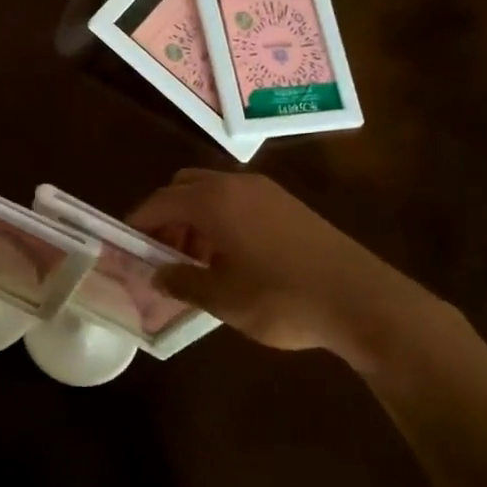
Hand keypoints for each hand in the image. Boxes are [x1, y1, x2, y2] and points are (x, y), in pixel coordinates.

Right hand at [128, 169, 441, 370]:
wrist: (361, 300)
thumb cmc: (281, 298)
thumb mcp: (222, 298)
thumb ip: (182, 282)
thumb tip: (157, 275)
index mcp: (213, 201)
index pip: (159, 202)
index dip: (138, 224)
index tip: (126, 247)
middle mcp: (236, 185)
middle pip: (184, 188)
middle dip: (167, 216)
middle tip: (164, 253)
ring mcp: (266, 192)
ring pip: (213, 193)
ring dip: (195, 218)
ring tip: (197, 261)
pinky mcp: (288, 205)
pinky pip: (238, 202)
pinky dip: (221, 220)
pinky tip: (231, 258)